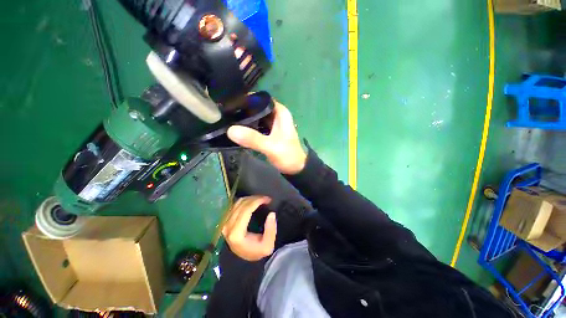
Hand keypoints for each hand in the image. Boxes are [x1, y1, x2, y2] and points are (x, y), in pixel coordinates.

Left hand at [222, 196, 276, 260]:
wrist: (245, 256)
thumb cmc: (256, 251)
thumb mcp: (267, 246)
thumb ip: (271, 230)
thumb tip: (271, 214)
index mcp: (236, 233)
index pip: (246, 210)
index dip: (257, 201)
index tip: (268, 199)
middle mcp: (228, 227)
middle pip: (242, 204)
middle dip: (255, 198)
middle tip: (266, 198)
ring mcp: (225, 223)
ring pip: (238, 203)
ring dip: (251, 198)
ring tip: (261, 199)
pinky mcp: (226, 220)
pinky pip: (235, 205)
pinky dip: (245, 200)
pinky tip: (253, 201)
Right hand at [227, 101, 306, 174]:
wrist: (295, 168)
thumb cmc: (288, 155)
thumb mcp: (271, 146)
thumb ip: (253, 138)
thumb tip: (230, 130)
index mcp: (280, 113)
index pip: (261, 99)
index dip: (247, 99)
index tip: (231, 102)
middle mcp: (276, 115)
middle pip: (257, 107)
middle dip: (243, 110)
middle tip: (225, 113)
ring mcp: (272, 124)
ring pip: (256, 117)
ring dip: (245, 119)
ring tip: (228, 119)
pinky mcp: (269, 133)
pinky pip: (256, 126)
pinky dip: (249, 128)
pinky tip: (237, 129)